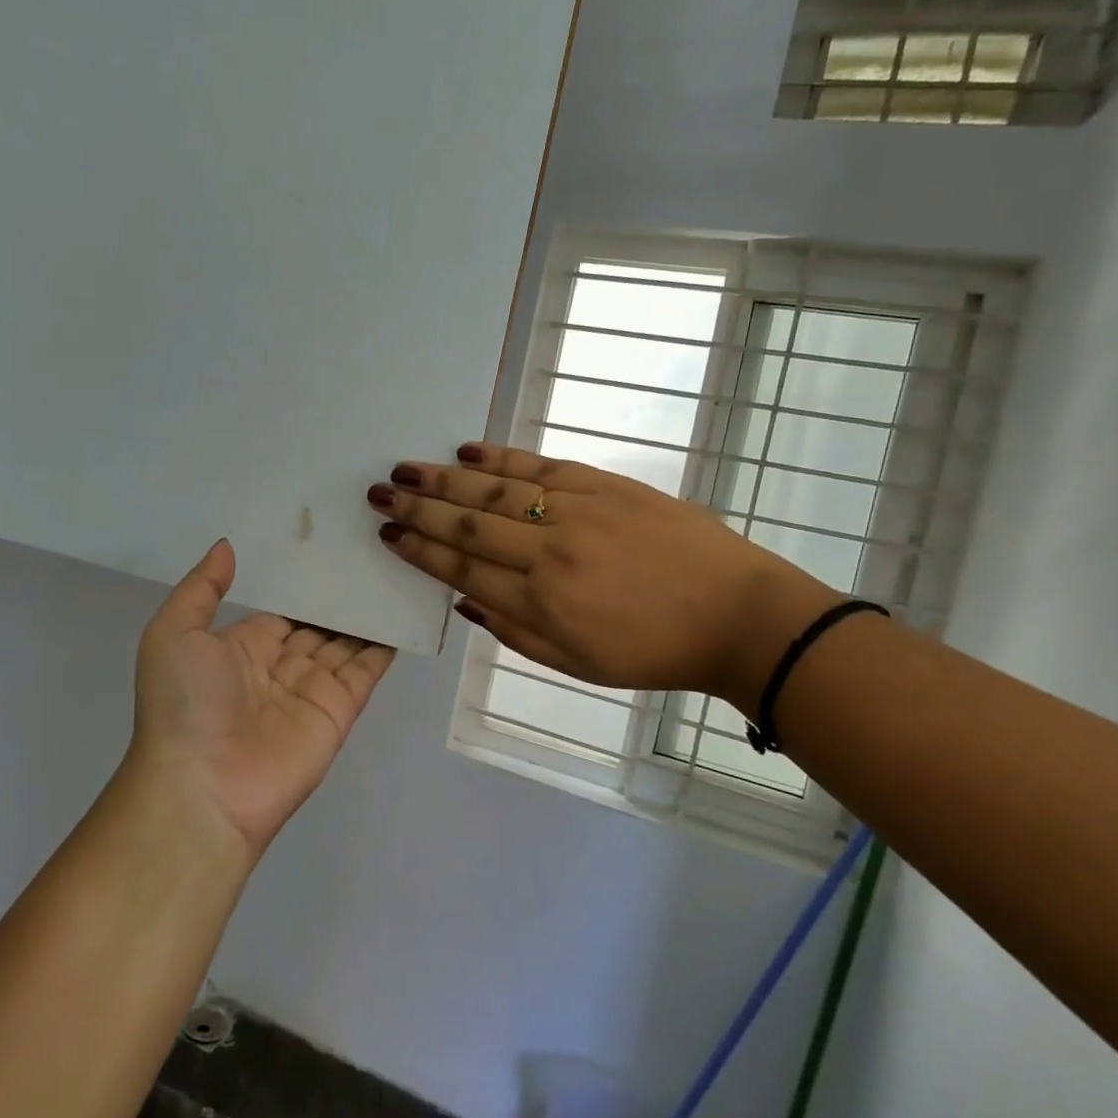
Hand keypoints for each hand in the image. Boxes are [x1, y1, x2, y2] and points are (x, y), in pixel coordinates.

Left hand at [129, 540, 394, 861]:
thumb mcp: (173, 633)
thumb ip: (201, 588)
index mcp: (240, 649)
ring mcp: (311, 691)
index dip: (301, 586)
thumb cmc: (184, 704)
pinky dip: (384, 645)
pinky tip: (401, 612)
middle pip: (316, 626)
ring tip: (391, 573)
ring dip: (364, 616)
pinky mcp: (338, 711)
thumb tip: (227, 546)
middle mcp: (278, 668)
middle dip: (337, 598)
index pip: (280, 612)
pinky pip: (366, 671)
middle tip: (369, 554)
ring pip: (345, 644)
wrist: (202, 788)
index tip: (327, 549)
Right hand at [366, 443, 837, 712]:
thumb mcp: (579, 664)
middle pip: (469, 526)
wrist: (737, 613)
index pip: (464, 569)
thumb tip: (464, 600)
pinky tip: (467, 452)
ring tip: (406, 469)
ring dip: (445, 480)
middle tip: (380, 492)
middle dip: (419, 509)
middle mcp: (550, 552)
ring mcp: (577, 512)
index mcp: (542, 602)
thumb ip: (515, 631)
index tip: (389, 534)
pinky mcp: (605, 485)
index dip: (421, 551)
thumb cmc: (654, 651)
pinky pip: (540, 467)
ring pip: (496, 492)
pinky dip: (500, 459)